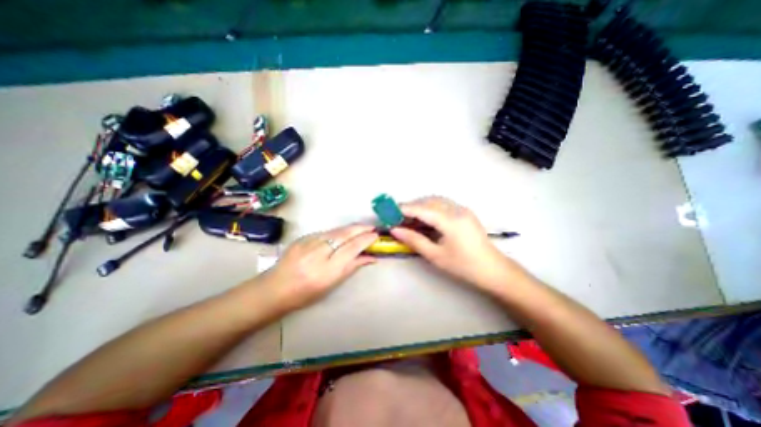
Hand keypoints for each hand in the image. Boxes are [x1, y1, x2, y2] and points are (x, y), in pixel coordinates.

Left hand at [264, 225, 378, 311]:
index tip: (376, 235)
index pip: (352, 248)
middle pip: (345, 234)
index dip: (365, 240)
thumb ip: (352, 267)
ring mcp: (309, 242)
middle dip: (361, 228)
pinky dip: (339, 232)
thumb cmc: (305, 293)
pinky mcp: (303, 237)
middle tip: (372, 227)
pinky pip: (327, 232)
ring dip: (351, 228)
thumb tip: (371, 257)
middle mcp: (318, 253)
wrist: (274, 287)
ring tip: (362, 228)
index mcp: (327, 269)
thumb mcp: (331, 284)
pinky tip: (344, 233)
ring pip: (336, 230)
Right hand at [392, 196, 517, 290]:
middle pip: (429, 201)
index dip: (405, 208)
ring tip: (409, 218)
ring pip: (436, 201)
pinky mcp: (465, 212)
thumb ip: (414, 240)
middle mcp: (457, 209)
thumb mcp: (436, 255)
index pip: (422, 209)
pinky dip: (430, 208)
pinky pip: (443, 204)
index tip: (389, 212)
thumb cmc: (464, 266)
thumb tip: (395, 230)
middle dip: (412, 206)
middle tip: (398, 217)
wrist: (493, 270)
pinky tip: (425, 218)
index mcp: (451, 221)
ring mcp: (463, 209)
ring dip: (421, 206)